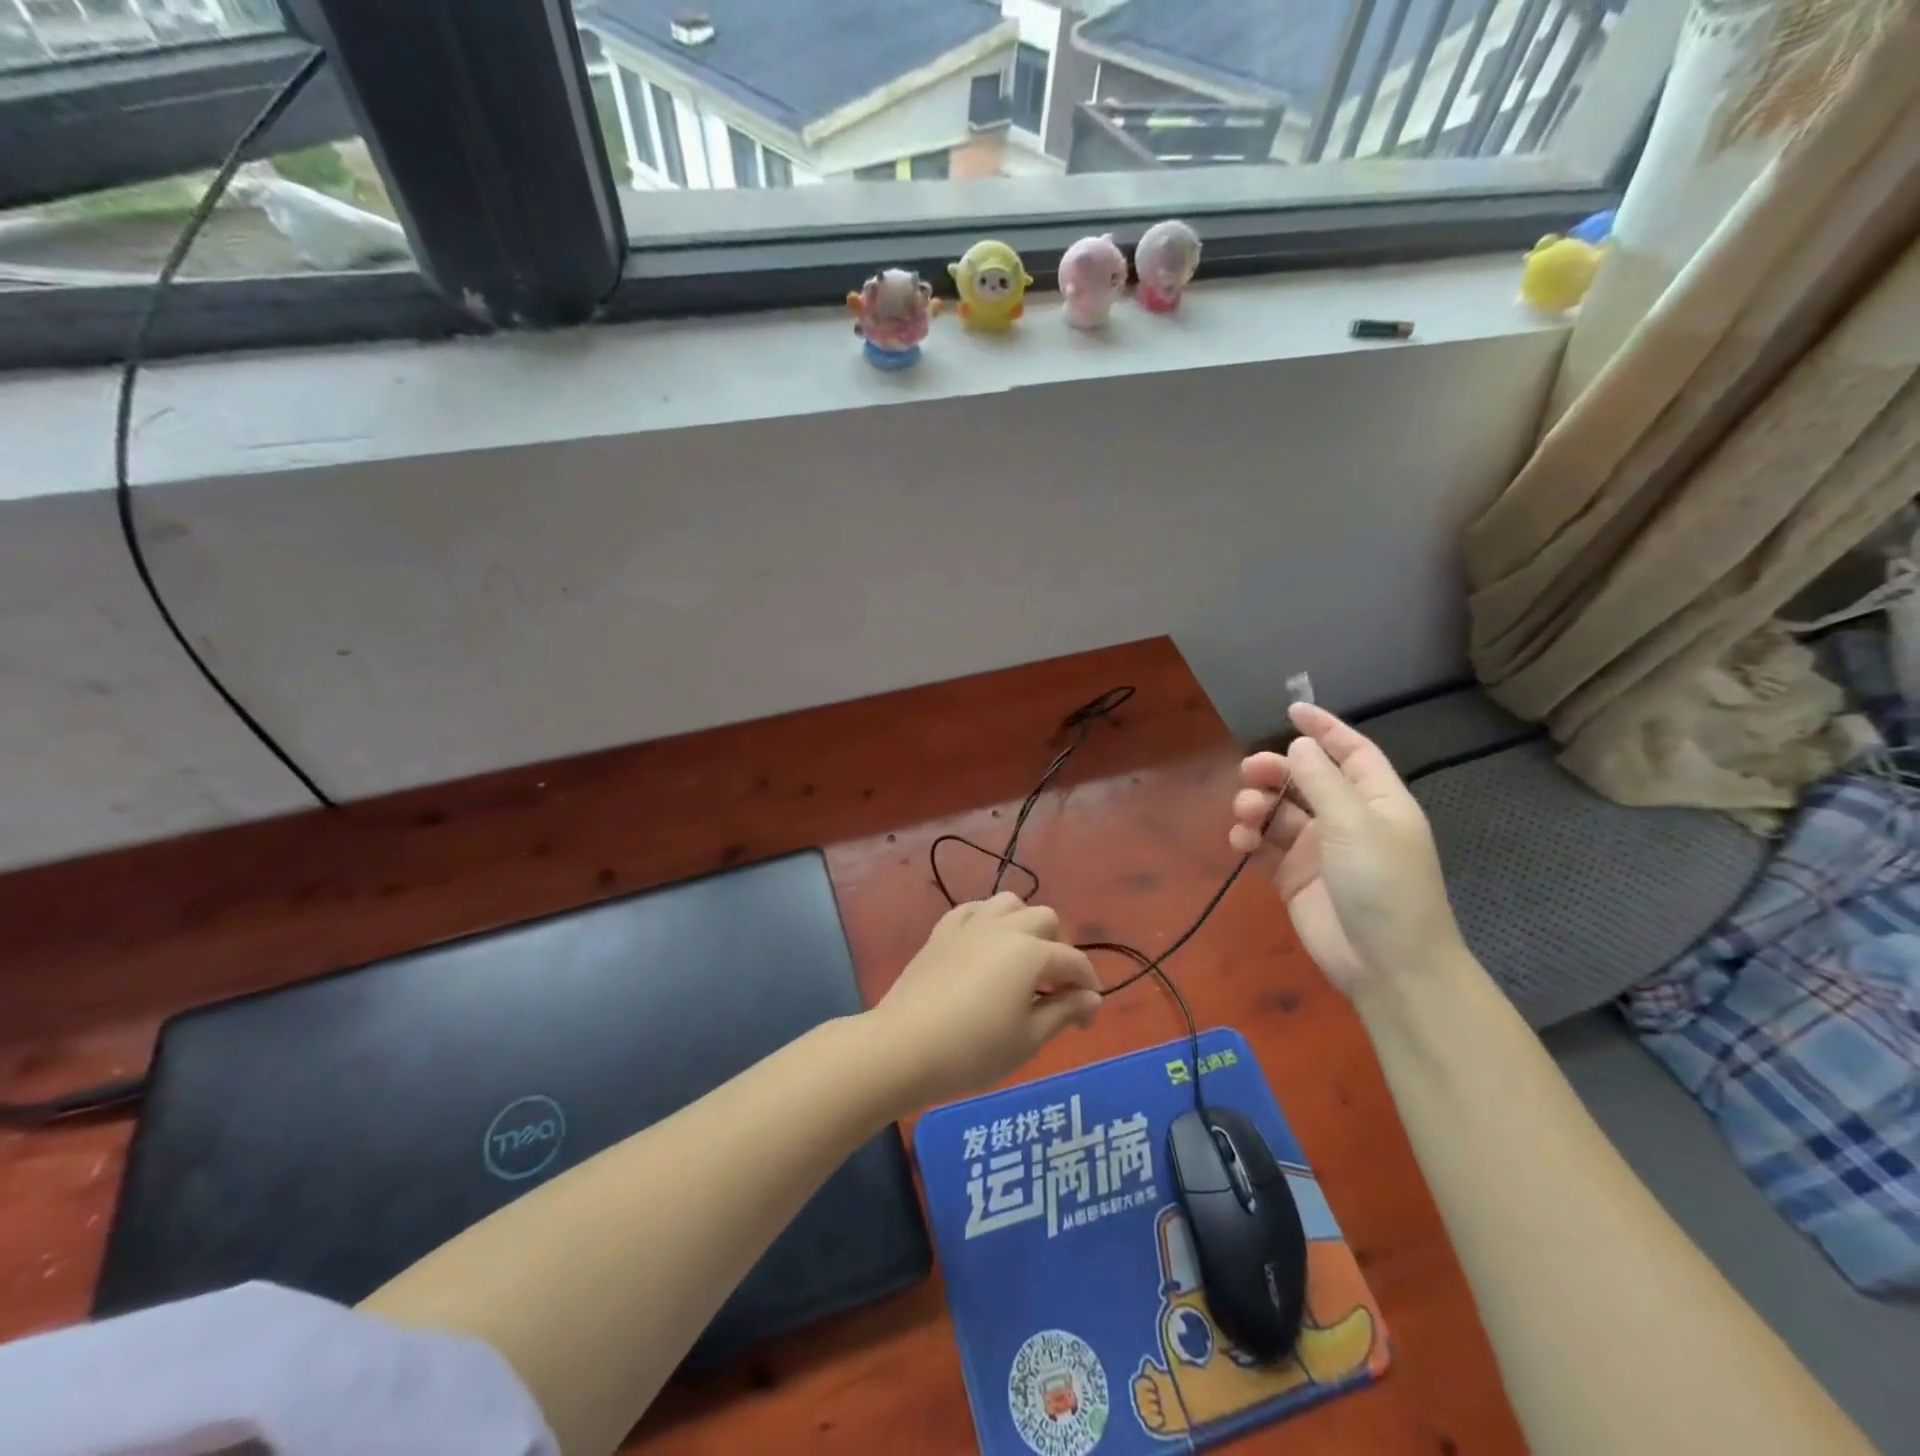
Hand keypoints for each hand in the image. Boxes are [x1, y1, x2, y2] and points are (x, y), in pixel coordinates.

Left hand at [870, 892, 1101, 1107]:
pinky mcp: (942, 931)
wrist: (904, 1045)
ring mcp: (970, 924)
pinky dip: (987, 921)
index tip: (1085, 1020)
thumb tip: (1091, 997)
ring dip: (1024, 925)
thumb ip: (1064, 1012)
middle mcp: (1004, 927)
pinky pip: (973, 910)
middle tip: (1052, 989)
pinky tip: (984, 946)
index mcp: (1032, 953)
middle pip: (1045, 920)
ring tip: (1020, 960)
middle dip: (1057, 949)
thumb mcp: (1028, 1039)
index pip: (1074, 962)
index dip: (1087, 989)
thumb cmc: (973, 1050)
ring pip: (1009, 903)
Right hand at [1229, 703, 1463, 1002]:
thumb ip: (1322, 781)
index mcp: (1377, 801)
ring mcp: (1320, 850)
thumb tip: (1299, 744)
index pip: (1351, 752)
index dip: (1325, 729)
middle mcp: (1348, 819)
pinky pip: (1265, 847)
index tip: (1292, 709)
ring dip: (1258, 806)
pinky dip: (1249, 840)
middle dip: (1276, 771)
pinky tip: (1241, 843)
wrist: (1386, 965)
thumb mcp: (1355, 824)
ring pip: (1279, 812)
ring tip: (1245, 815)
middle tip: (1250, 772)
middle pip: (1305, 780)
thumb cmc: (1383, 885)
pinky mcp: (1294, 877)